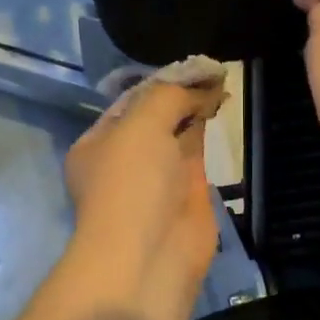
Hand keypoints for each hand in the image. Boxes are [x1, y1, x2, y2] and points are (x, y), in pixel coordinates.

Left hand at [56, 78, 226, 319]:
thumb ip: (169, 96)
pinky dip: (207, 129)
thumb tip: (200, 84)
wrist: (149, 255)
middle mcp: (124, 160)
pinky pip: (196, 152)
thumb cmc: (132, 184)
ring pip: (177, 133)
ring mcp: (156, 178)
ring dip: (195, 108)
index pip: (129, 102)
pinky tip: (221, 105)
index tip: (189, 64)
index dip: (159, 81)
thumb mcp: (141, 124)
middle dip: (178, 94)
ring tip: (220, 80)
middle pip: (154, 117)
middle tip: (210, 69)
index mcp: (97, 144)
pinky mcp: (187, 193)